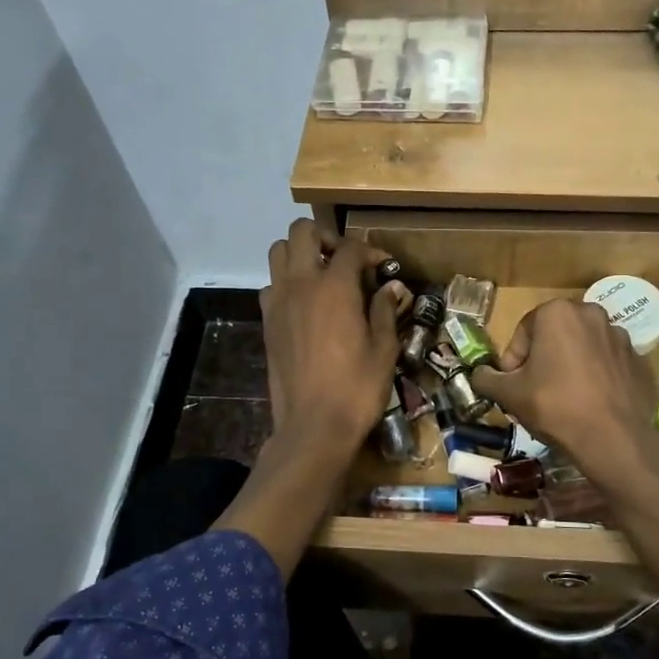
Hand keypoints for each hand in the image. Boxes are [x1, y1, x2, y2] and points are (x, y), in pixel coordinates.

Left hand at [260, 219, 405, 455]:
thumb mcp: (383, 349)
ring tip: (322, 276)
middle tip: (345, 261)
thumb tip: (391, 288)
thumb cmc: (357, 388)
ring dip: (300, 254)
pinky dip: (286, 283)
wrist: (313, 426)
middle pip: (302, 232)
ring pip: (278, 252)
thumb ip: (384, 311)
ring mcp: (278, 302)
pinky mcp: (267, 322)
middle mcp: (301, 284)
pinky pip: (271, 285)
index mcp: (335, 287)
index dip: (371, 252)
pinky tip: (305, 305)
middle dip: (326, 237)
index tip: (384, 268)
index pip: (351, 248)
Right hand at [472, 299, 658, 486]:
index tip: (513, 386)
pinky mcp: (638, 359)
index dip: (513, 361)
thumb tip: (478, 374)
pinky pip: (606, 363)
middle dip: (542, 360)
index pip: (523, 333)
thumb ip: (486, 378)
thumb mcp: (509, 394)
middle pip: (554, 336)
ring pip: (582, 348)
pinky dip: (595, 376)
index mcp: (557, 312)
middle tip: (535, 391)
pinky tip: (590, 403)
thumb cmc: (555, 406)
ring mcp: (620, 335)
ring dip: (569, 366)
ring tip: (564, 399)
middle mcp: (591, 313)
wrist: (613, 438)